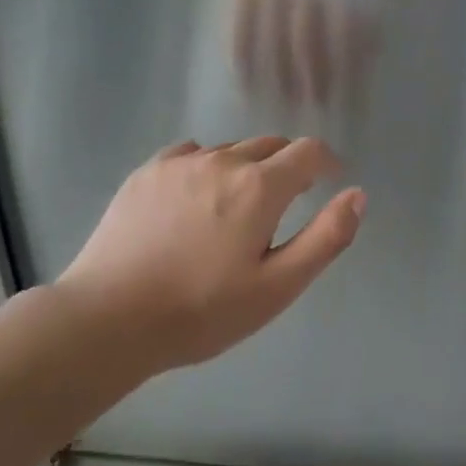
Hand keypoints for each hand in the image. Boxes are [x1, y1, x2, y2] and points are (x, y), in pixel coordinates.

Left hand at [56, 137, 364, 374]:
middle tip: (287, 200)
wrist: (108, 320)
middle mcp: (223, 161)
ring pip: (230, 150)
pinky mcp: (146, 173)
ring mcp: (180, 164)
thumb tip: (357, 195)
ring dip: (248, 167)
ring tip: (238, 205)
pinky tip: (197, 198)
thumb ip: (325, 237)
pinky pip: (191, 154)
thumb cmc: (202, 310)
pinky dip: (207, 167)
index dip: (327, 161)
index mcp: (260, 187)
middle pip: (270, 145)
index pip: (308, 152)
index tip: (331, 179)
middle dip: (289, 165)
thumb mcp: (278, 286)